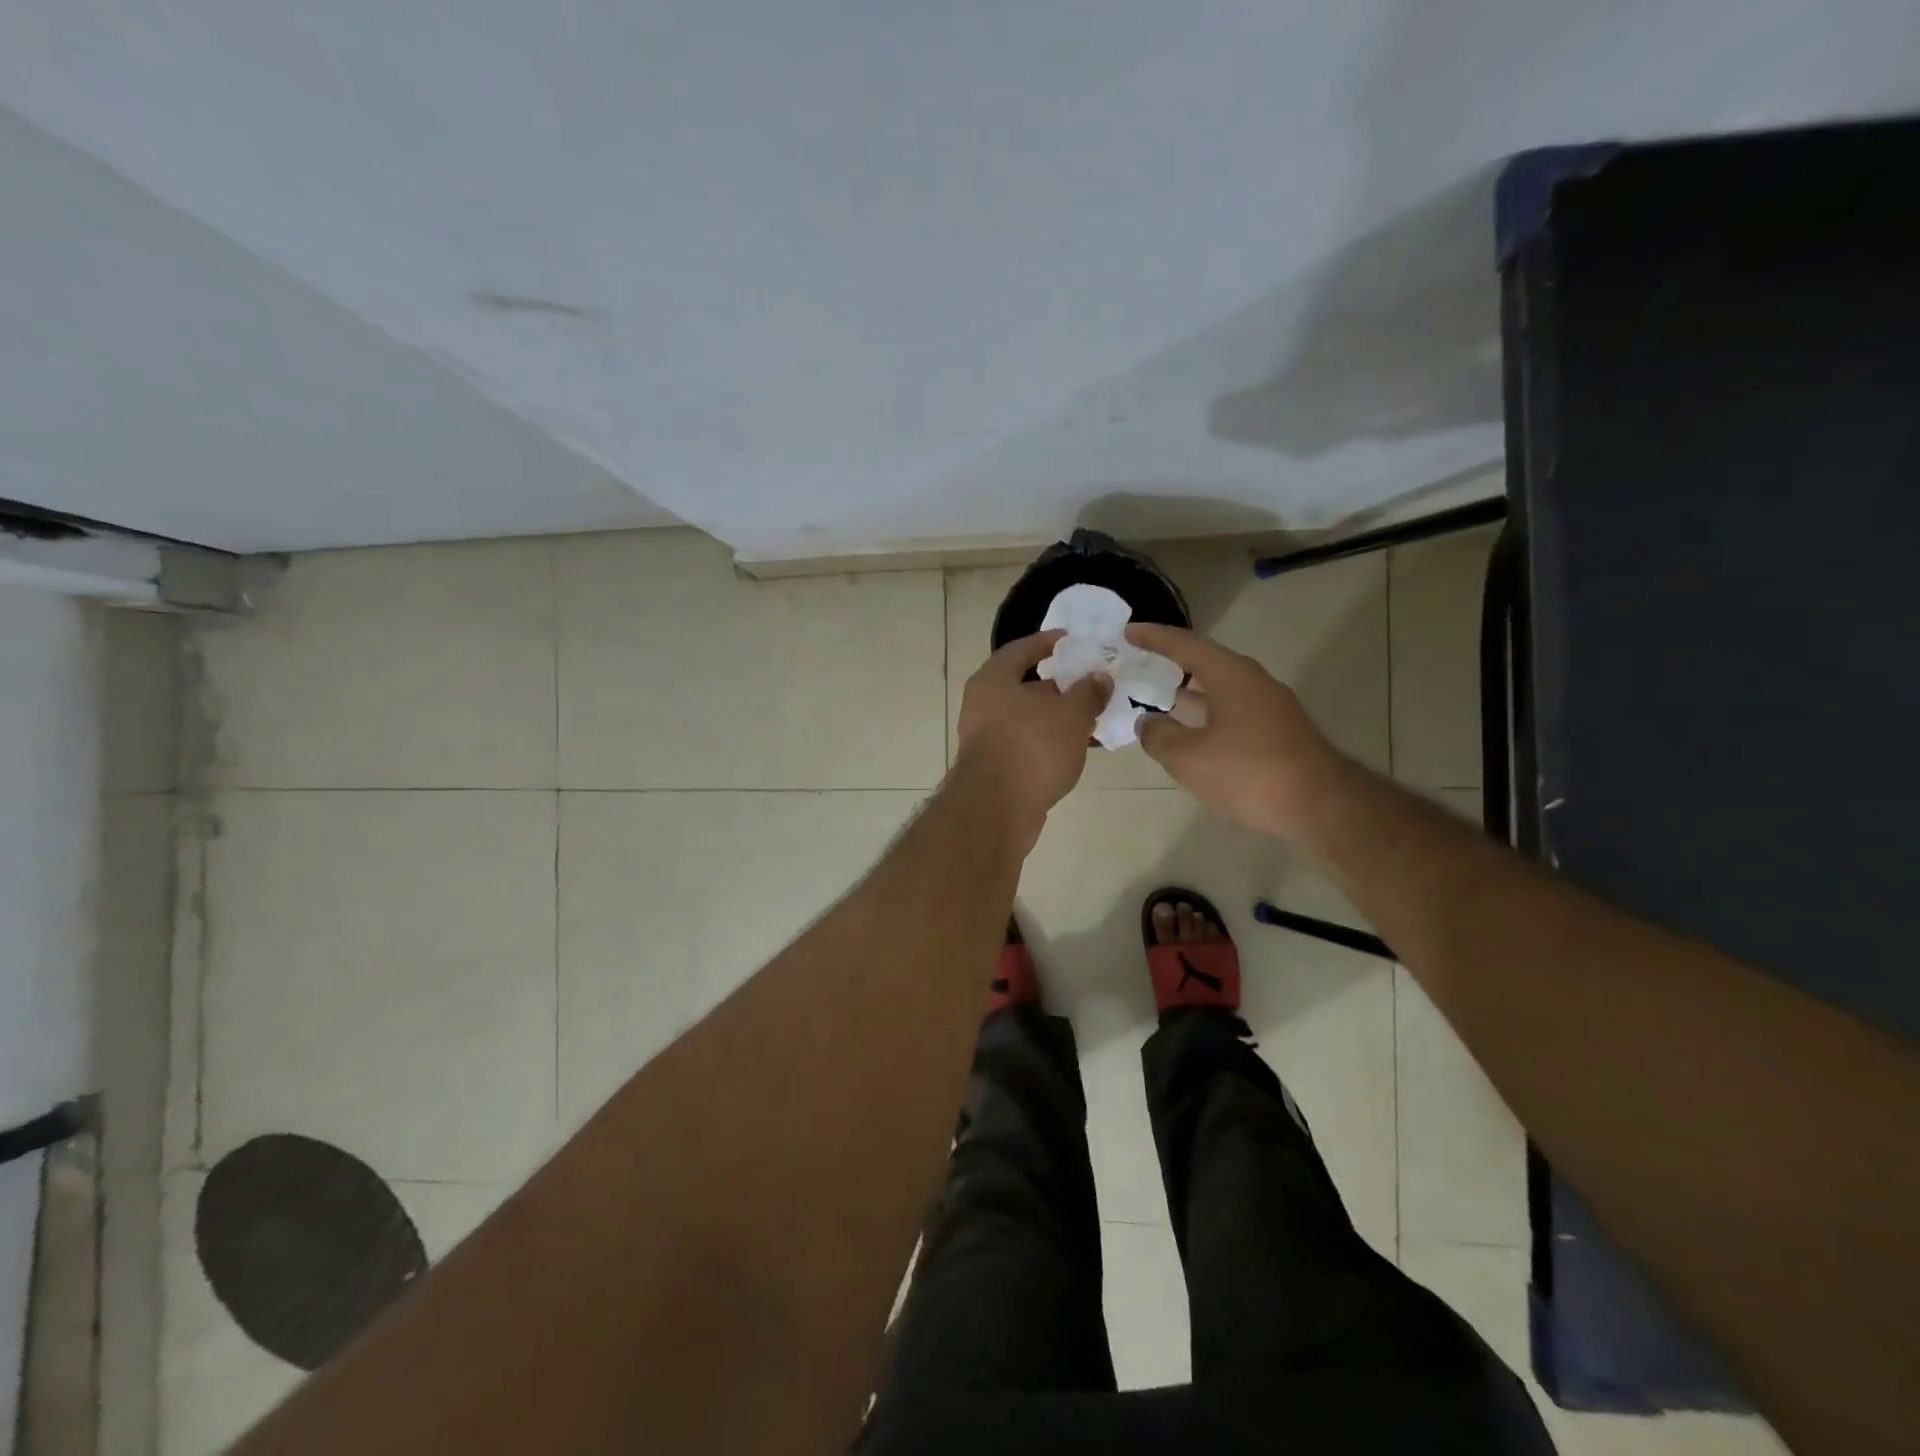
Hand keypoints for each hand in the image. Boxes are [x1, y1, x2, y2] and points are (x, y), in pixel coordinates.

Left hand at [955, 631, 1109, 830]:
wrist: (997, 809)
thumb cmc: (1032, 747)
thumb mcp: (1071, 714)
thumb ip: (1089, 692)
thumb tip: (1100, 677)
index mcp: (993, 680)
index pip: (1021, 649)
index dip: (1047, 642)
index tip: (1072, 640)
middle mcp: (982, 704)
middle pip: (1023, 685)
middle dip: (1058, 685)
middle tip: (1090, 684)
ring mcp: (985, 738)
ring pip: (1027, 718)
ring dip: (1056, 717)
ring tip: (1091, 717)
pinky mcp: (994, 767)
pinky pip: (1026, 744)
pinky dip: (1048, 741)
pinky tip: (1075, 748)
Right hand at [1125, 623, 1345, 837]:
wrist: (1320, 806)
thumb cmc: (1249, 773)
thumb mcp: (1188, 757)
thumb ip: (1159, 735)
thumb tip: (1146, 722)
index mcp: (1230, 676)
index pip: (1185, 645)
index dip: (1154, 637)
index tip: (1128, 631)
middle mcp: (1253, 682)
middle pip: (1206, 663)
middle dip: (1172, 663)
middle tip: (1140, 663)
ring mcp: (1270, 708)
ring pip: (1220, 690)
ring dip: (1190, 693)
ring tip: (1159, 698)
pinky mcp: (1278, 733)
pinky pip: (1232, 712)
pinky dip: (1206, 715)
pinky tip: (1193, 734)